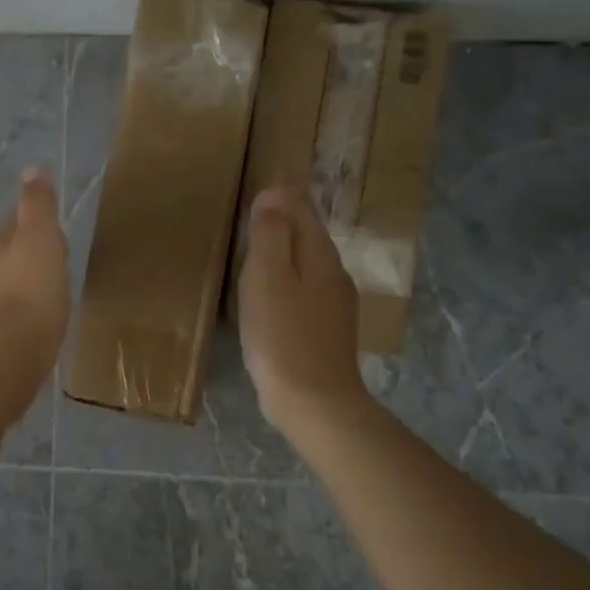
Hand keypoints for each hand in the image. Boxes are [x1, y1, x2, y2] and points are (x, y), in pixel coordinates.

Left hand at [0, 166, 71, 397]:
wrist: (13, 350)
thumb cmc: (31, 287)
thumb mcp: (39, 236)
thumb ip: (37, 204)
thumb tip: (32, 169)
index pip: (15, 221)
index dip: (35, 217)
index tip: (54, 221)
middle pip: (14, 251)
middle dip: (34, 249)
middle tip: (60, 252)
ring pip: (17, 280)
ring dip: (33, 278)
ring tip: (57, 282)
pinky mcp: (4, 333)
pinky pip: (23, 308)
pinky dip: (35, 304)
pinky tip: (47, 313)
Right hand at [238, 185, 368, 430]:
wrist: (315, 402)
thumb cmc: (282, 336)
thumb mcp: (267, 278)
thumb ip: (271, 234)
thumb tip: (274, 195)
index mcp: (320, 255)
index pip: (303, 209)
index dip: (282, 195)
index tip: (259, 187)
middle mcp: (334, 274)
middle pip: (309, 235)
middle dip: (285, 220)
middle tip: (254, 212)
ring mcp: (335, 304)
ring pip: (308, 263)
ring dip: (285, 251)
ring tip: (256, 249)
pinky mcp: (327, 329)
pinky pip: (305, 289)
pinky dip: (287, 279)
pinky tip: (271, 295)